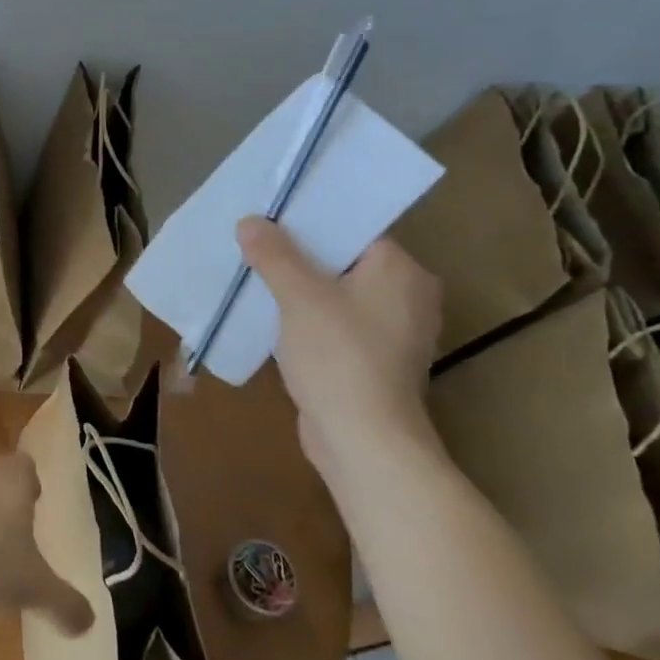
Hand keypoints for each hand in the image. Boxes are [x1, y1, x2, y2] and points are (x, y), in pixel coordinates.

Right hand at [236, 217, 444, 476]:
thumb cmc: (338, 357)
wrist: (363, 442)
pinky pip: (338, 323)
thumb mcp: (299, 297)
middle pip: (344, 260)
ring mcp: (394, 332)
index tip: (271, 217)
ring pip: (338, 294)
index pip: (355, 229)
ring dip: (301, 289)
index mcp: (402, 270)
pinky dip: (310, 319)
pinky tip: (274, 318)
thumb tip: (250, 221)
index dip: (310, 221)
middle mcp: (408, 295)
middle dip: (299, 255)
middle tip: (255, 243)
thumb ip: (274, 254)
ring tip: (257, 275)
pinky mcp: (376, 361)